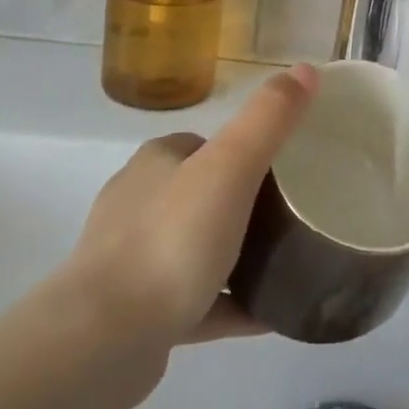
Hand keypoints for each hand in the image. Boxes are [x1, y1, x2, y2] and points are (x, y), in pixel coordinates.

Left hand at [35, 65, 317, 408]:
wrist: (101, 340)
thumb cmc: (170, 240)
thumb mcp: (231, 166)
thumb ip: (269, 118)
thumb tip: (307, 68)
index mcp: (157, 163)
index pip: (206, 144)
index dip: (245, 149)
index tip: (288, 169)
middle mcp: (138, 204)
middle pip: (203, 194)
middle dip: (244, 203)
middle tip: (295, 217)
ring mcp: (133, 261)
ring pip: (197, 249)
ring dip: (237, 255)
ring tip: (288, 264)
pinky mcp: (136, 314)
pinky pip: (197, 302)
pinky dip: (231, 303)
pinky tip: (270, 315)